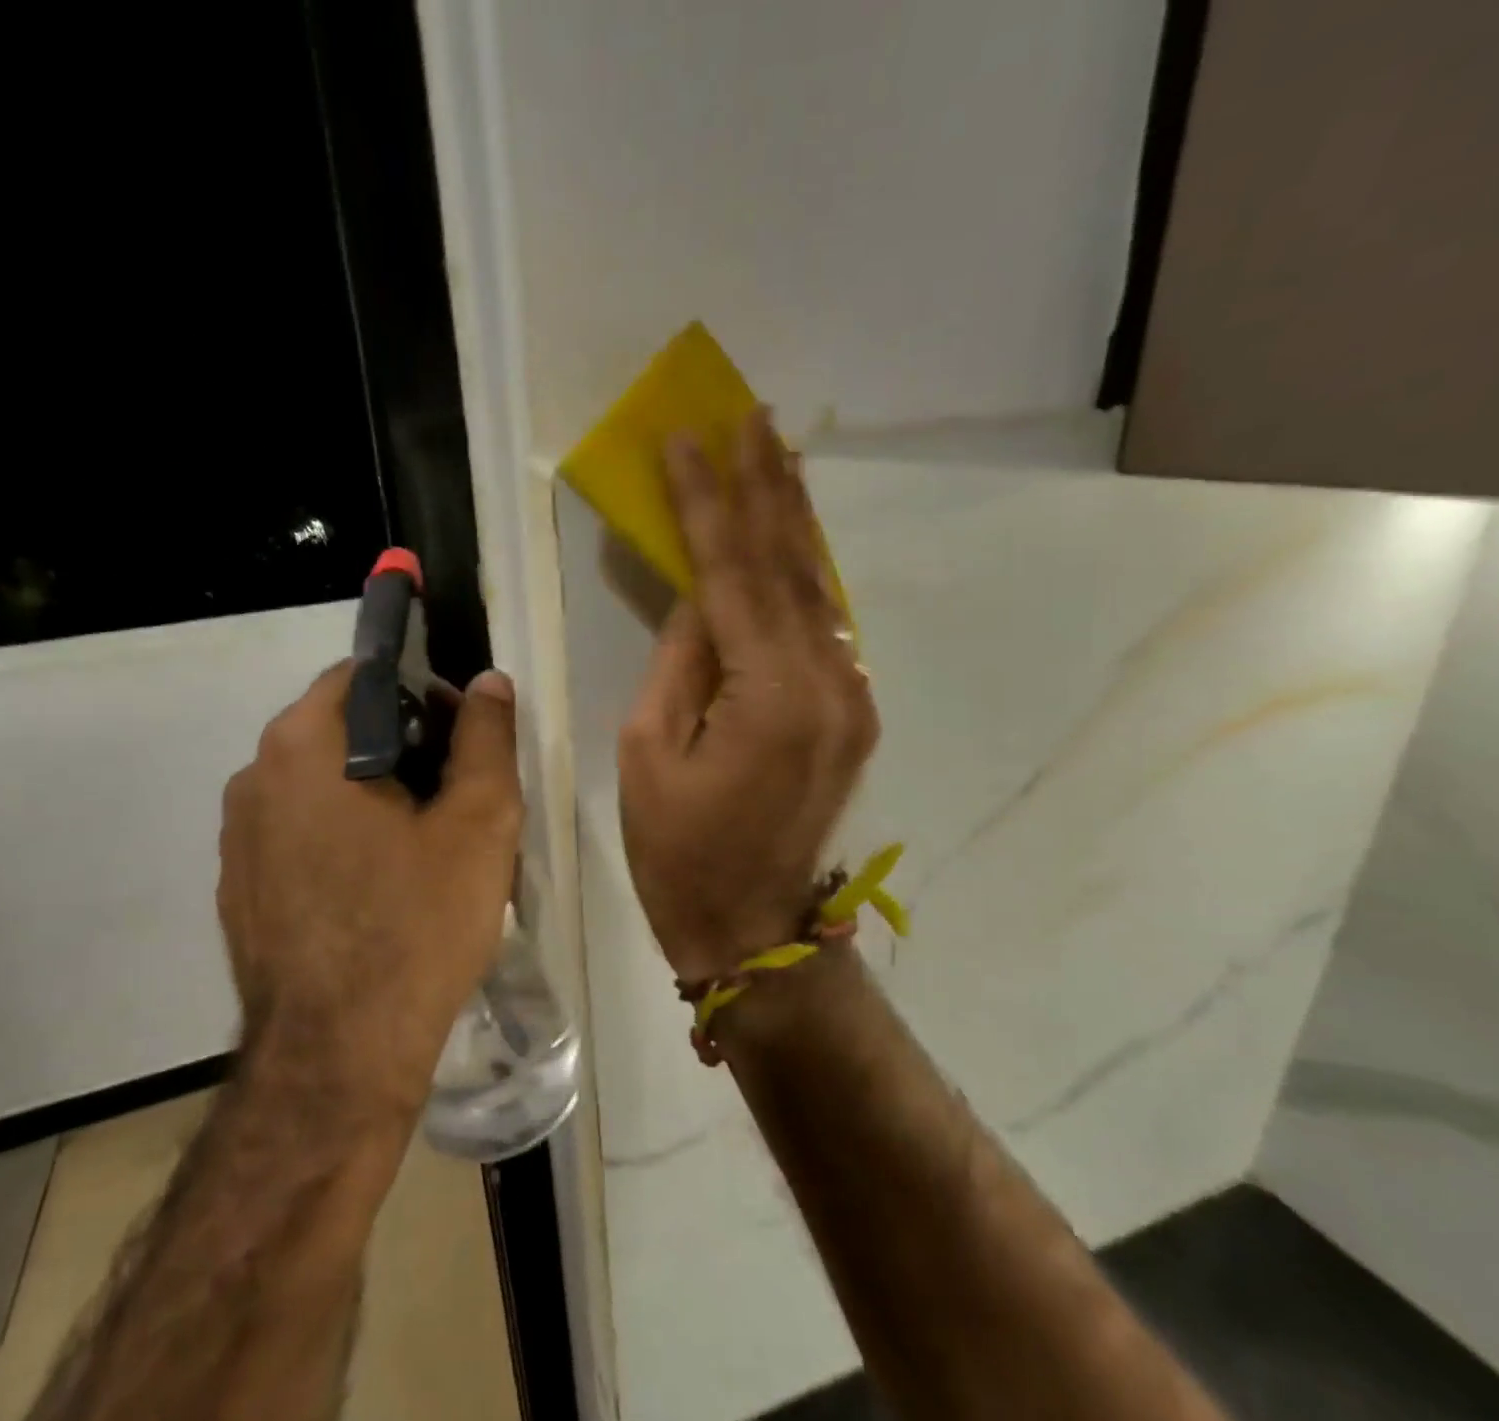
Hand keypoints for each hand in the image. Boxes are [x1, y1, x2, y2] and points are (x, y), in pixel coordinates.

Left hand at [217, 663, 522, 1117]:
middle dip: (403, 747)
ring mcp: (237, 837)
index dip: (424, 694)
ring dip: (373, 794)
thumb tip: (488, 682)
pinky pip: (298, 834)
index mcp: (303, 746)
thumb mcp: (479, 823)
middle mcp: (254, 777)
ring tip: (423, 847)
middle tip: (455, 797)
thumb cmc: (416, 925)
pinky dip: (340, 837)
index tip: (462, 738)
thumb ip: (486, 738)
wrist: (338, 1057)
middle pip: (341, 730)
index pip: (365, 676)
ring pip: (320, 784)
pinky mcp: (238, 887)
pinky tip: (380, 889)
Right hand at [618, 407, 878, 984]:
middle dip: (767, 486)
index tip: (687, 438)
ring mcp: (850, 697)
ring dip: (792, 520)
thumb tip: (697, 597)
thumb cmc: (678, 850)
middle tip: (753, 415)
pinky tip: (790, 537)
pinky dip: (802, 574)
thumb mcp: (647, 752)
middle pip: (790, 566)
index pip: (731, 574)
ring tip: (776, 452)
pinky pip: (823, 626)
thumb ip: (678, 662)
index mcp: (768, 696)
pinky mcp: (852, 713)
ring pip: (816, 589)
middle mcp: (826, 683)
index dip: (706, 503)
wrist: (753, 926)